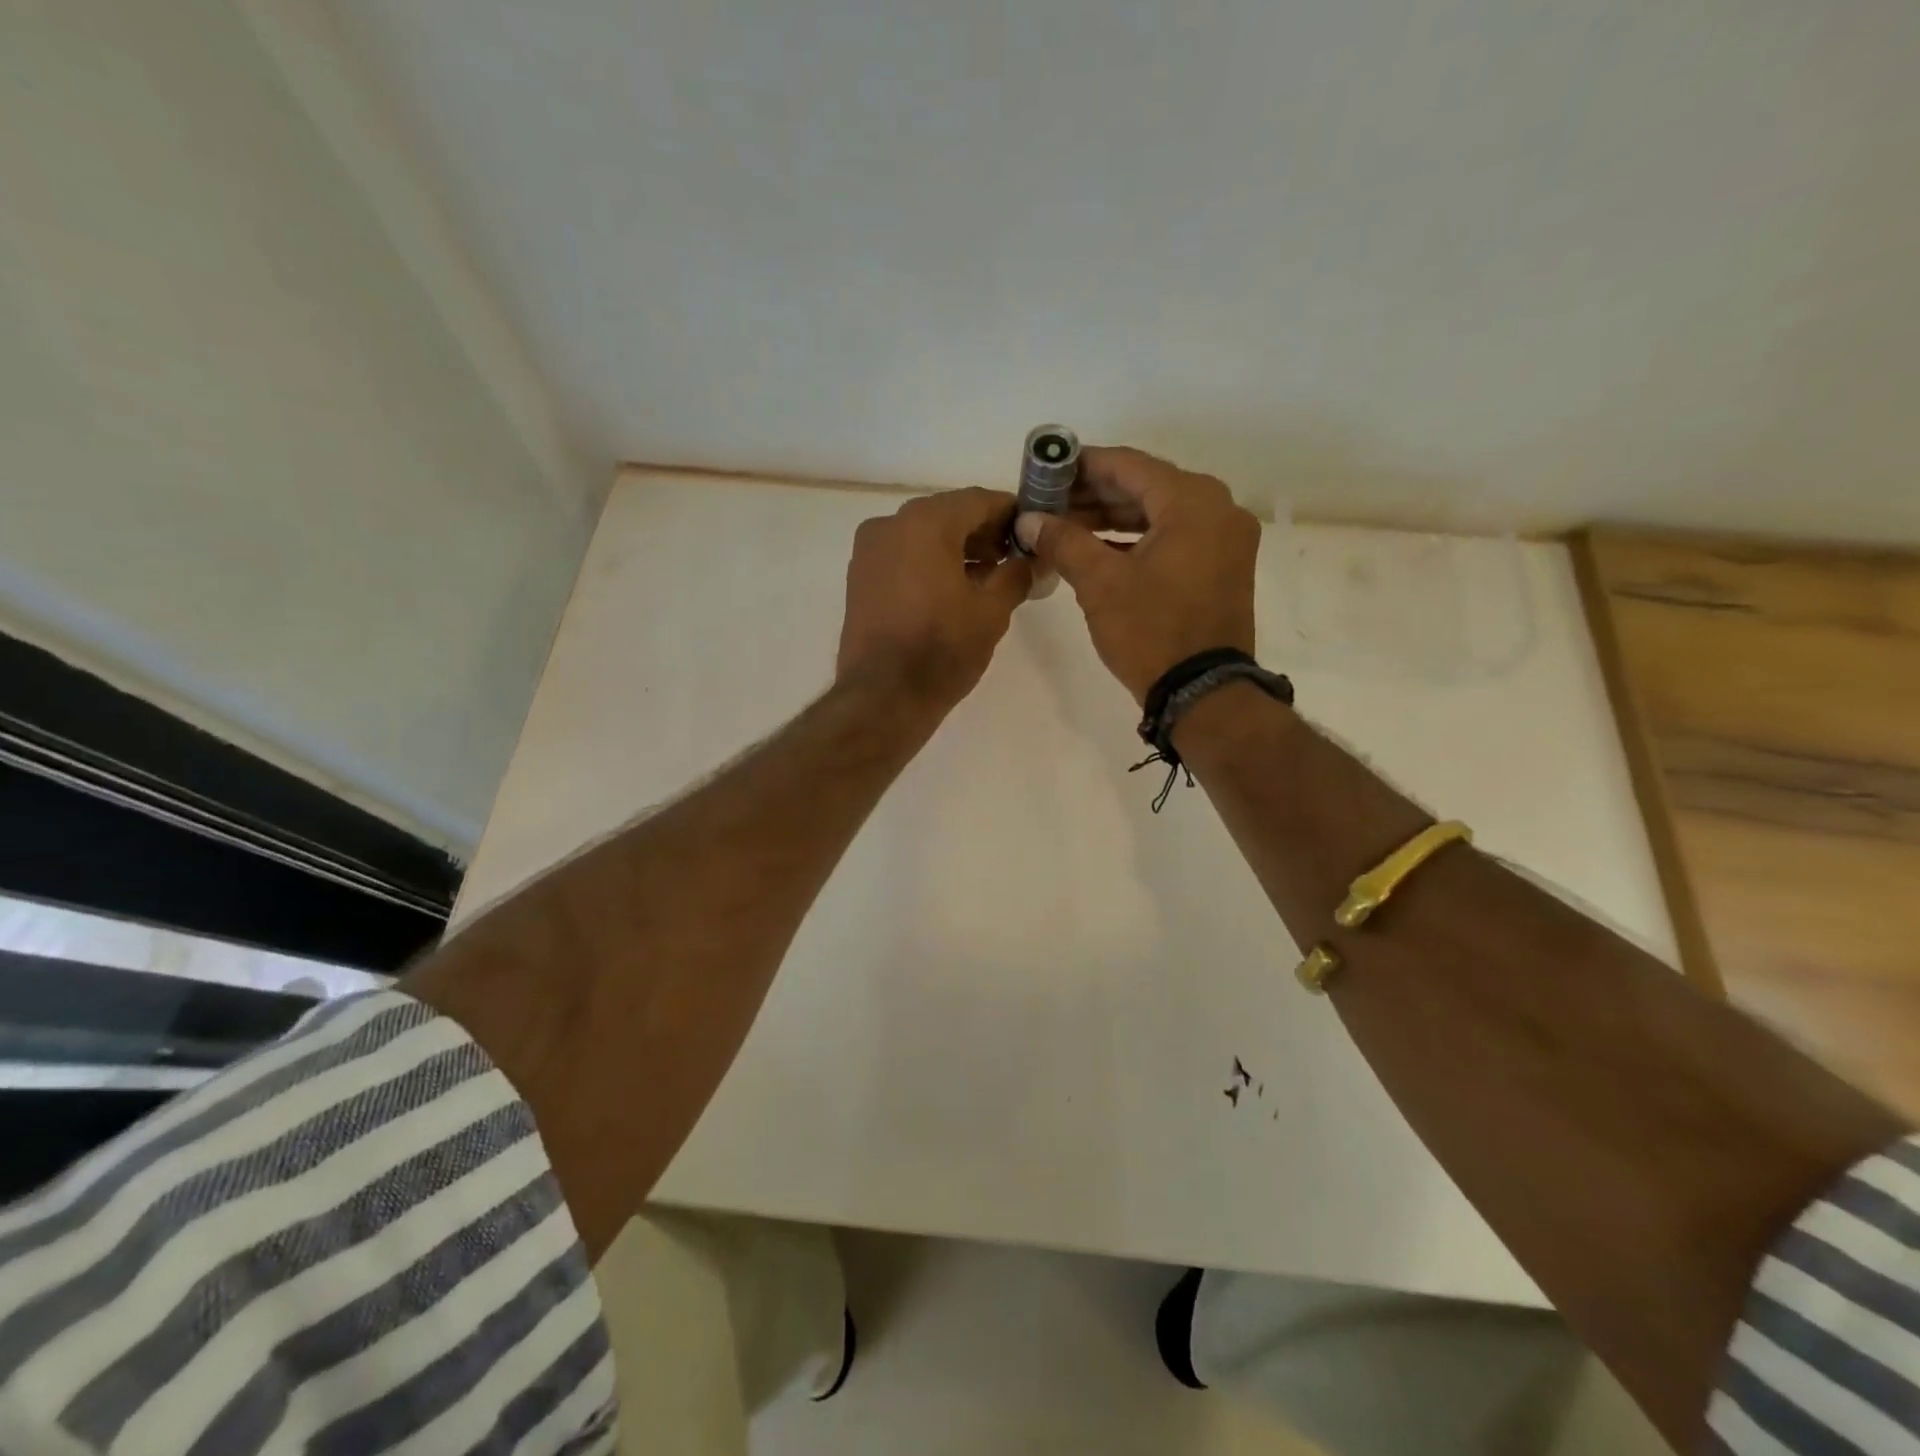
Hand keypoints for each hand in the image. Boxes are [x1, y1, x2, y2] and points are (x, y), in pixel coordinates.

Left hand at [838, 487, 1032, 709]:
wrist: (883, 697)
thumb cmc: (942, 649)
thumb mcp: (992, 611)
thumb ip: (1016, 574)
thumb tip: (1030, 560)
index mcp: (925, 522)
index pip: (977, 500)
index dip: (1009, 513)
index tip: (1031, 530)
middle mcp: (890, 524)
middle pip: (947, 515)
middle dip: (983, 532)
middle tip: (1013, 557)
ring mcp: (869, 551)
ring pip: (922, 536)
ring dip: (957, 549)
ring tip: (988, 578)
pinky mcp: (859, 578)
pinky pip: (902, 557)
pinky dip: (929, 564)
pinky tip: (953, 590)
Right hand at [1014, 447, 1260, 702]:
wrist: (1203, 693)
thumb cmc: (1151, 631)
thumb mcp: (1100, 583)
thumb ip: (1063, 541)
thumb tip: (1028, 519)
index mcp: (1193, 501)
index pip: (1128, 465)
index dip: (1082, 465)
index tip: (1045, 470)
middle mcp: (1217, 508)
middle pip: (1145, 487)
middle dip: (1094, 494)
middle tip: (1048, 502)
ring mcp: (1224, 539)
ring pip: (1159, 513)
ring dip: (1112, 518)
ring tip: (1064, 526)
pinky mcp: (1221, 566)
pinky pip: (1173, 537)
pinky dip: (1136, 539)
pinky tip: (1097, 548)